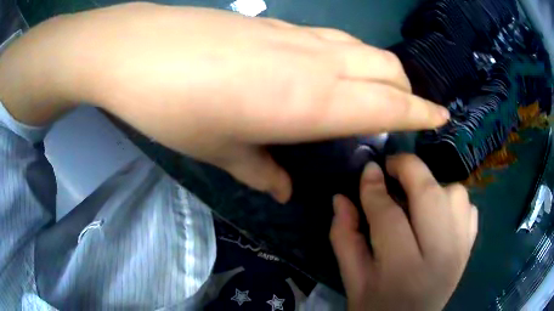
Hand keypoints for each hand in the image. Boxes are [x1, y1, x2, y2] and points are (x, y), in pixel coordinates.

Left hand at [0, 3, 448, 201]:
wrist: (142, 51)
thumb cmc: (175, 107)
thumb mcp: (218, 150)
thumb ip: (261, 171)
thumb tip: (283, 189)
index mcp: (311, 101)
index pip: (390, 105)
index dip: (422, 112)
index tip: (443, 116)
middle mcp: (316, 62)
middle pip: (387, 69)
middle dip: (406, 90)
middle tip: (405, 112)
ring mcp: (295, 36)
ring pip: (362, 48)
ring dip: (380, 69)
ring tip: (375, 91)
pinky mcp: (274, 24)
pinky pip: (329, 39)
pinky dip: (346, 55)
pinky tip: (329, 68)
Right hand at [330, 155, 477, 310]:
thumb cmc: (376, 307)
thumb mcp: (353, 279)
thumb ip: (344, 237)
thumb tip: (340, 197)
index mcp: (402, 270)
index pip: (389, 215)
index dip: (374, 188)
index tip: (367, 169)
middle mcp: (439, 255)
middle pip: (430, 194)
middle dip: (408, 169)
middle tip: (391, 168)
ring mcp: (461, 249)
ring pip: (456, 194)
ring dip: (434, 186)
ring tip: (416, 199)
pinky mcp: (469, 247)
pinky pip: (469, 208)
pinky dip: (453, 202)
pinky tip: (438, 215)